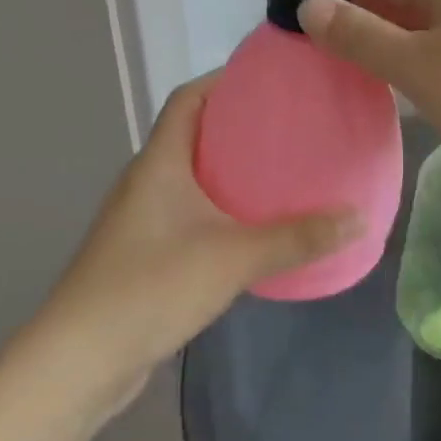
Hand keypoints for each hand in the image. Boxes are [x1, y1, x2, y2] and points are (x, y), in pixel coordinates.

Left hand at [1, 75, 361, 424]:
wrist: (80, 362)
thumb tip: (360, 218)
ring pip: (195, 177)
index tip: (272, 79)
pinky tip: (258, 227)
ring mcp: (143, 221)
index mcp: (159, 164)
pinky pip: (193, 214)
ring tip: (286, 171)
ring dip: (235, 170)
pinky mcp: (147, 255)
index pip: (188, 99)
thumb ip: (299, 237)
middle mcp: (147, 183)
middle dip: (242, 125)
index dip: (225, 80)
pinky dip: (225, 209)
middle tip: (295, 125)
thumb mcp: (234, 257)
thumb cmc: (151, 288)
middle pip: (195, 134)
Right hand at [299, 0, 440, 226]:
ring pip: (424, 34)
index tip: (297, 18)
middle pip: (403, 0)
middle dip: (360, 22)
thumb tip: (308, 6)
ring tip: (340, 76)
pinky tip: (392, 96)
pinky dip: (416, 73)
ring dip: (387, 51)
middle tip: (311, 55)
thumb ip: (360, 36)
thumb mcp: (416, 63)